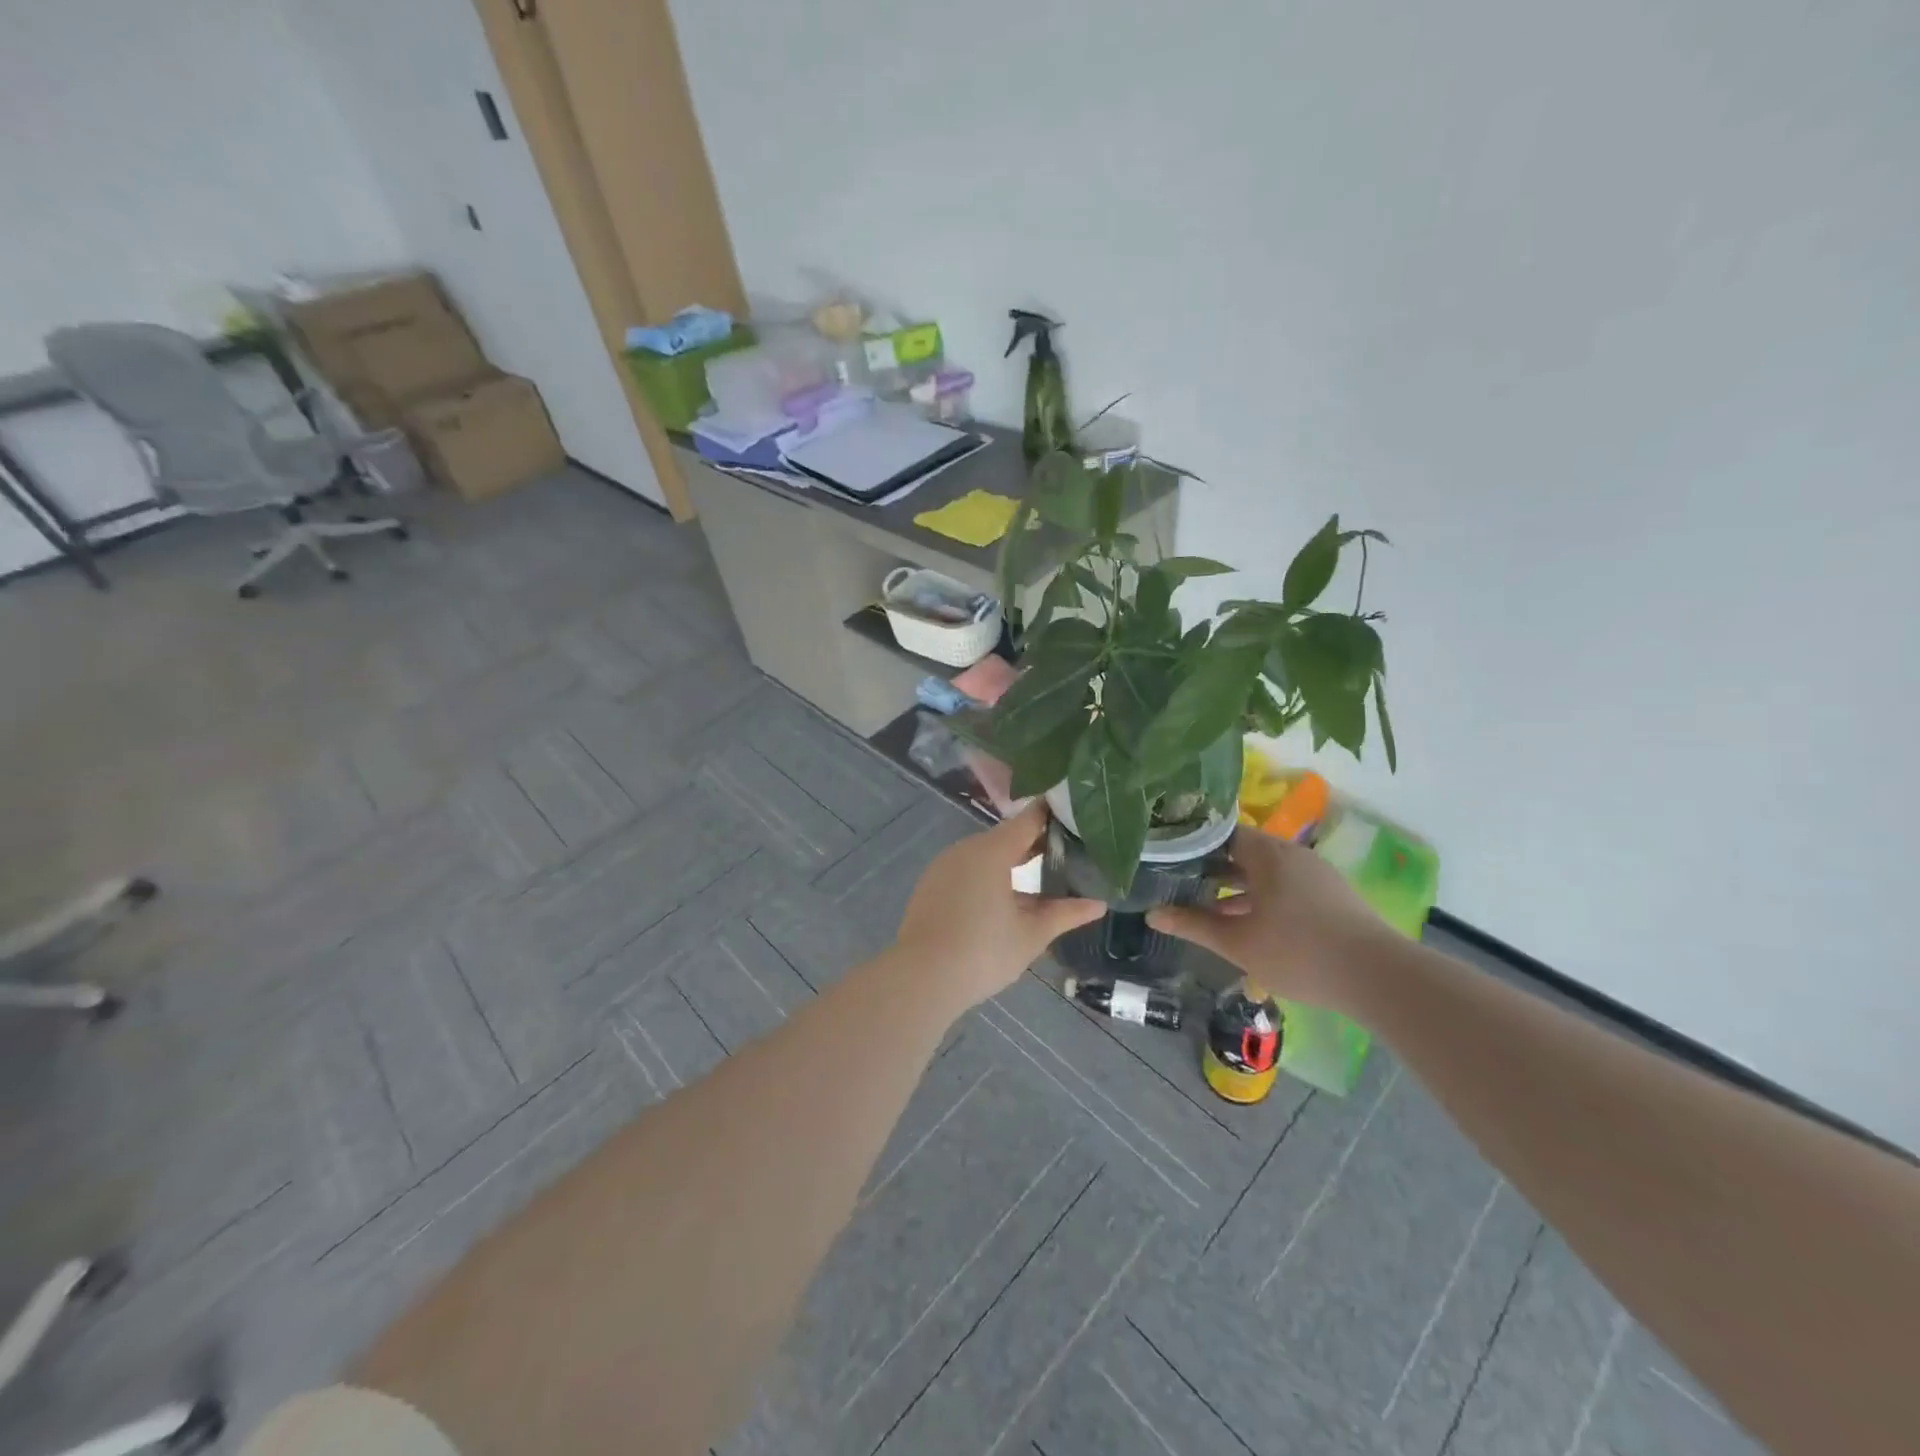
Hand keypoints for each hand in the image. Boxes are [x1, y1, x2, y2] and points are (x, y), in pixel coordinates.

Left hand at [894, 802, 1103, 1010]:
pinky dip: (988, 875)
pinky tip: (1003, 897)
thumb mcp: (1032, 934)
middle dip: (1034, 843)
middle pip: (1006, 837)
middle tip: (1067, 850)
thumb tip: (1099, 904)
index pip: (1027, 820)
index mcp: (992, 851)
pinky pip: (967, 870)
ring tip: (1040, 875)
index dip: (1051, 814)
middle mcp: (966, 849)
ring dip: (1010, 862)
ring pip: (985, 855)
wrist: (922, 977)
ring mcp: (944, 866)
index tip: (1075, 812)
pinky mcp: (931, 885)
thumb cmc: (983, 951)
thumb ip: (1065, 913)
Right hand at [1147, 828, 1387, 1013]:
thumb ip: (1193, 925)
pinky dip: (1263, 897)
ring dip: (1238, 887)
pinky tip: (1250, 924)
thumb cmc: (1298, 951)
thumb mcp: (1237, 942)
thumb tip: (1152, 914)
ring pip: (1266, 872)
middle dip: (1213, 868)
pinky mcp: (1332, 896)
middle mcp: (1292, 855)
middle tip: (1181, 882)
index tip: (1169, 856)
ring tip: (1209, 907)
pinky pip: (1286, 886)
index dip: (1193, 843)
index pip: (1222, 832)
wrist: (1378, 977)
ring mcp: (1316, 874)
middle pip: (1244, 851)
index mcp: (1267, 854)